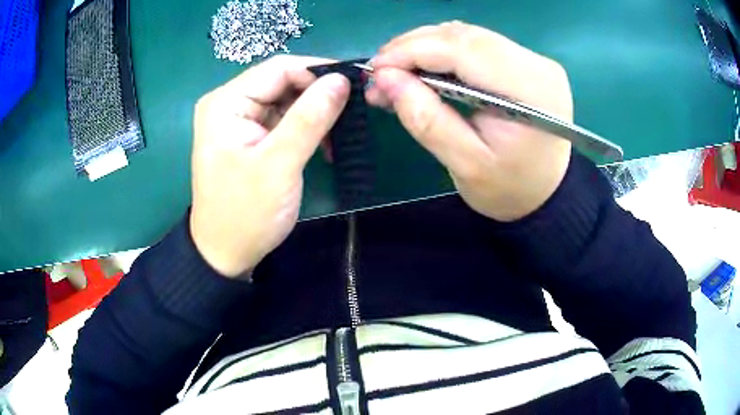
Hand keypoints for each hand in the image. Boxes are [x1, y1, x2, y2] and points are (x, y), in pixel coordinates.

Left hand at [190, 56, 349, 276]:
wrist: (225, 253)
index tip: (355, 84)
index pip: (279, 68)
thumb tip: (342, 80)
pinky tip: (322, 144)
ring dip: (315, 113)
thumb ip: (310, 118)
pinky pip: (283, 118)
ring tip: (340, 133)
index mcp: (226, 102)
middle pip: (282, 82)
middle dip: (318, 94)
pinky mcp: (249, 135)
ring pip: (286, 99)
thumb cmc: (246, 213)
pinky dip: (305, 127)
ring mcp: (238, 119)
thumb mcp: (279, 164)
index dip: (318, 70)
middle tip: (353, 111)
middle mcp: (229, 103)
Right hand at [366, 22, 572, 221]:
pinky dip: (443, 51)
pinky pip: (476, 44)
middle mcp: (536, 63)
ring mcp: (533, 59)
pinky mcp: (525, 61)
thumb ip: (426, 120)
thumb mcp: (466, 166)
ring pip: (467, 35)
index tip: (375, 70)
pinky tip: (423, 68)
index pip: (463, 50)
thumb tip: (385, 79)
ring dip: (425, 47)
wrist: (547, 193)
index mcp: (530, 89)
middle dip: (413, 47)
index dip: (412, 51)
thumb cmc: (511, 189)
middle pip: (463, 36)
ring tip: (395, 73)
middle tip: (378, 74)